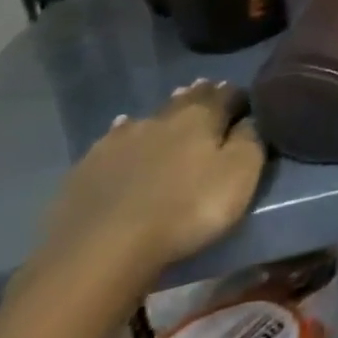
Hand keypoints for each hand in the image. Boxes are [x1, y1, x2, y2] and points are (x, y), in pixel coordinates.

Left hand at [32, 81, 264, 300]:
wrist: (101, 249)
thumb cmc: (187, 209)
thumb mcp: (240, 175)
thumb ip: (249, 141)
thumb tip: (249, 119)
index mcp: (201, 118)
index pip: (227, 95)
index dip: (238, 95)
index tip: (246, 98)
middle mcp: (161, 119)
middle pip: (187, 100)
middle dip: (202, 94)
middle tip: (210, 88)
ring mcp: (119, 140)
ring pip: (151, 116)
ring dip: (166, 111)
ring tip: (174, 106)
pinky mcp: (88, 166)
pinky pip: (115, 137)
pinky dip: (126, 130)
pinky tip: (125, 129)